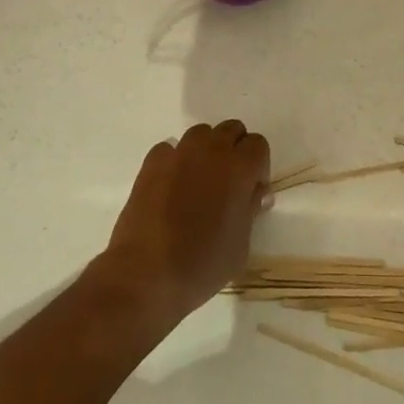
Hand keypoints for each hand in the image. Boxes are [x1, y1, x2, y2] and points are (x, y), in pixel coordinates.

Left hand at [99, 120, 269, 319]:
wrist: (145, 274)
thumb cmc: (202, 264)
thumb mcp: (241, 244)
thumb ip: (251, 209)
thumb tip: (254, 192)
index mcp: (239, 168)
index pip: (258, 145)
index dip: (258, 167)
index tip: (251, 192)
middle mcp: (210, 150)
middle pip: (231, 130)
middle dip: (235, 151)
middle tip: (229, 184)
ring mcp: (178, 153)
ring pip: (201, 134)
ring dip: (207, 150)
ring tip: (200, 182)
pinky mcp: (151, 163)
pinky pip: (171, 149)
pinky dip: (177, 160)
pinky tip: (172, 187)